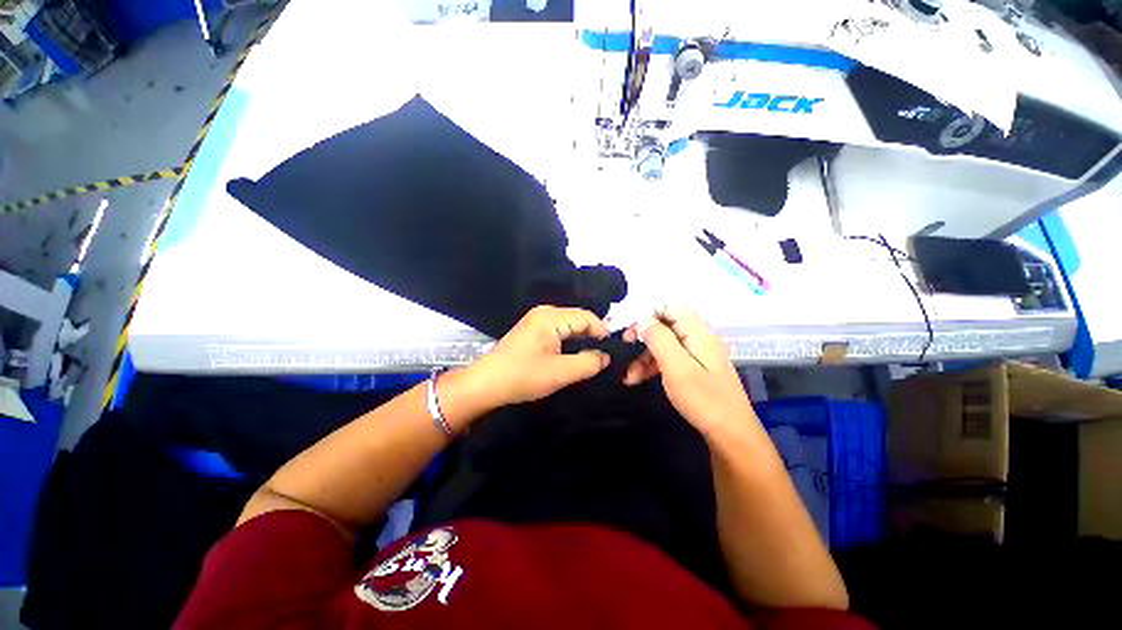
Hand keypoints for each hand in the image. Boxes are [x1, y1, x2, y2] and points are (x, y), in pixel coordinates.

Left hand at [472, 305, 610, 406]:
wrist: (485, 384)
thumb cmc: (521, 377)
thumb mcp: (559, 373)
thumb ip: (588, 363)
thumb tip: (607, 356)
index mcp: (551, 316)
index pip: (588, 318)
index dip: (603, 335)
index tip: (612, 356)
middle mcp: (545, 312)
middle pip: (580, 320)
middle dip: (593, 339)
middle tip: (603, 361)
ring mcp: (537, 320)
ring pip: (571, 327)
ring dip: (581, 343)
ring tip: (591, 361)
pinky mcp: (534, 330)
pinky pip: (560, 332)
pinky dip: (570, 344)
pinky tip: (573, 358)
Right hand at [623, 305, 755, 437]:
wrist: (730, 434)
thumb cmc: (703, 399)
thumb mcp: (677, 367)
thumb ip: (659, 338)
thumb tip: (643, 318)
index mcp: (697, 331)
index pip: (670, 305)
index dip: (648, 312)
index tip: (630, 330)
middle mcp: (697, 336)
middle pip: (664, 324)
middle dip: (642, 337)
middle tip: (625, 351)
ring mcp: (695, 352)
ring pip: (663, 342)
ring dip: (643, 355)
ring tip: (628, 375)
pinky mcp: (693, 367)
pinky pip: (668, 357)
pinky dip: (651, 365)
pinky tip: (637, 378)